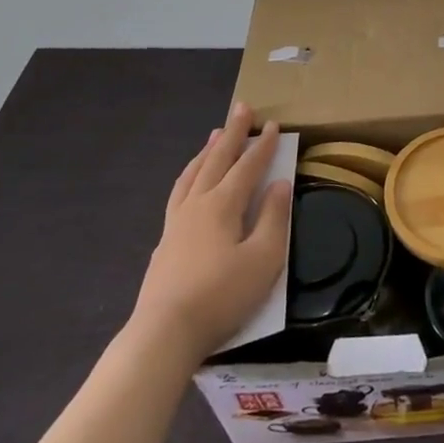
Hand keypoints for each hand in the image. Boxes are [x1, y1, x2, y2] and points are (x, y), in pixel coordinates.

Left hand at [132, 103, 290, 365]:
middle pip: (216, 160)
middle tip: (241, 108)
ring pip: (192, 175)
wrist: (164, 333)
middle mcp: (197, 204)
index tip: (273, 124)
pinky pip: (179, 193)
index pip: (247, 166)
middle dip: (232, 134)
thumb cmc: (221, 296)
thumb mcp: (264, 259)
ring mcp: (176, 223)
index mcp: (222, 205)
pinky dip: (189, 176)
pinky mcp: (165, 243)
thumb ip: (273, 218)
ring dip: (207, 152)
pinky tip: (189, 184)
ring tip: (214, 135)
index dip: (262, 145)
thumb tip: (279, 183)